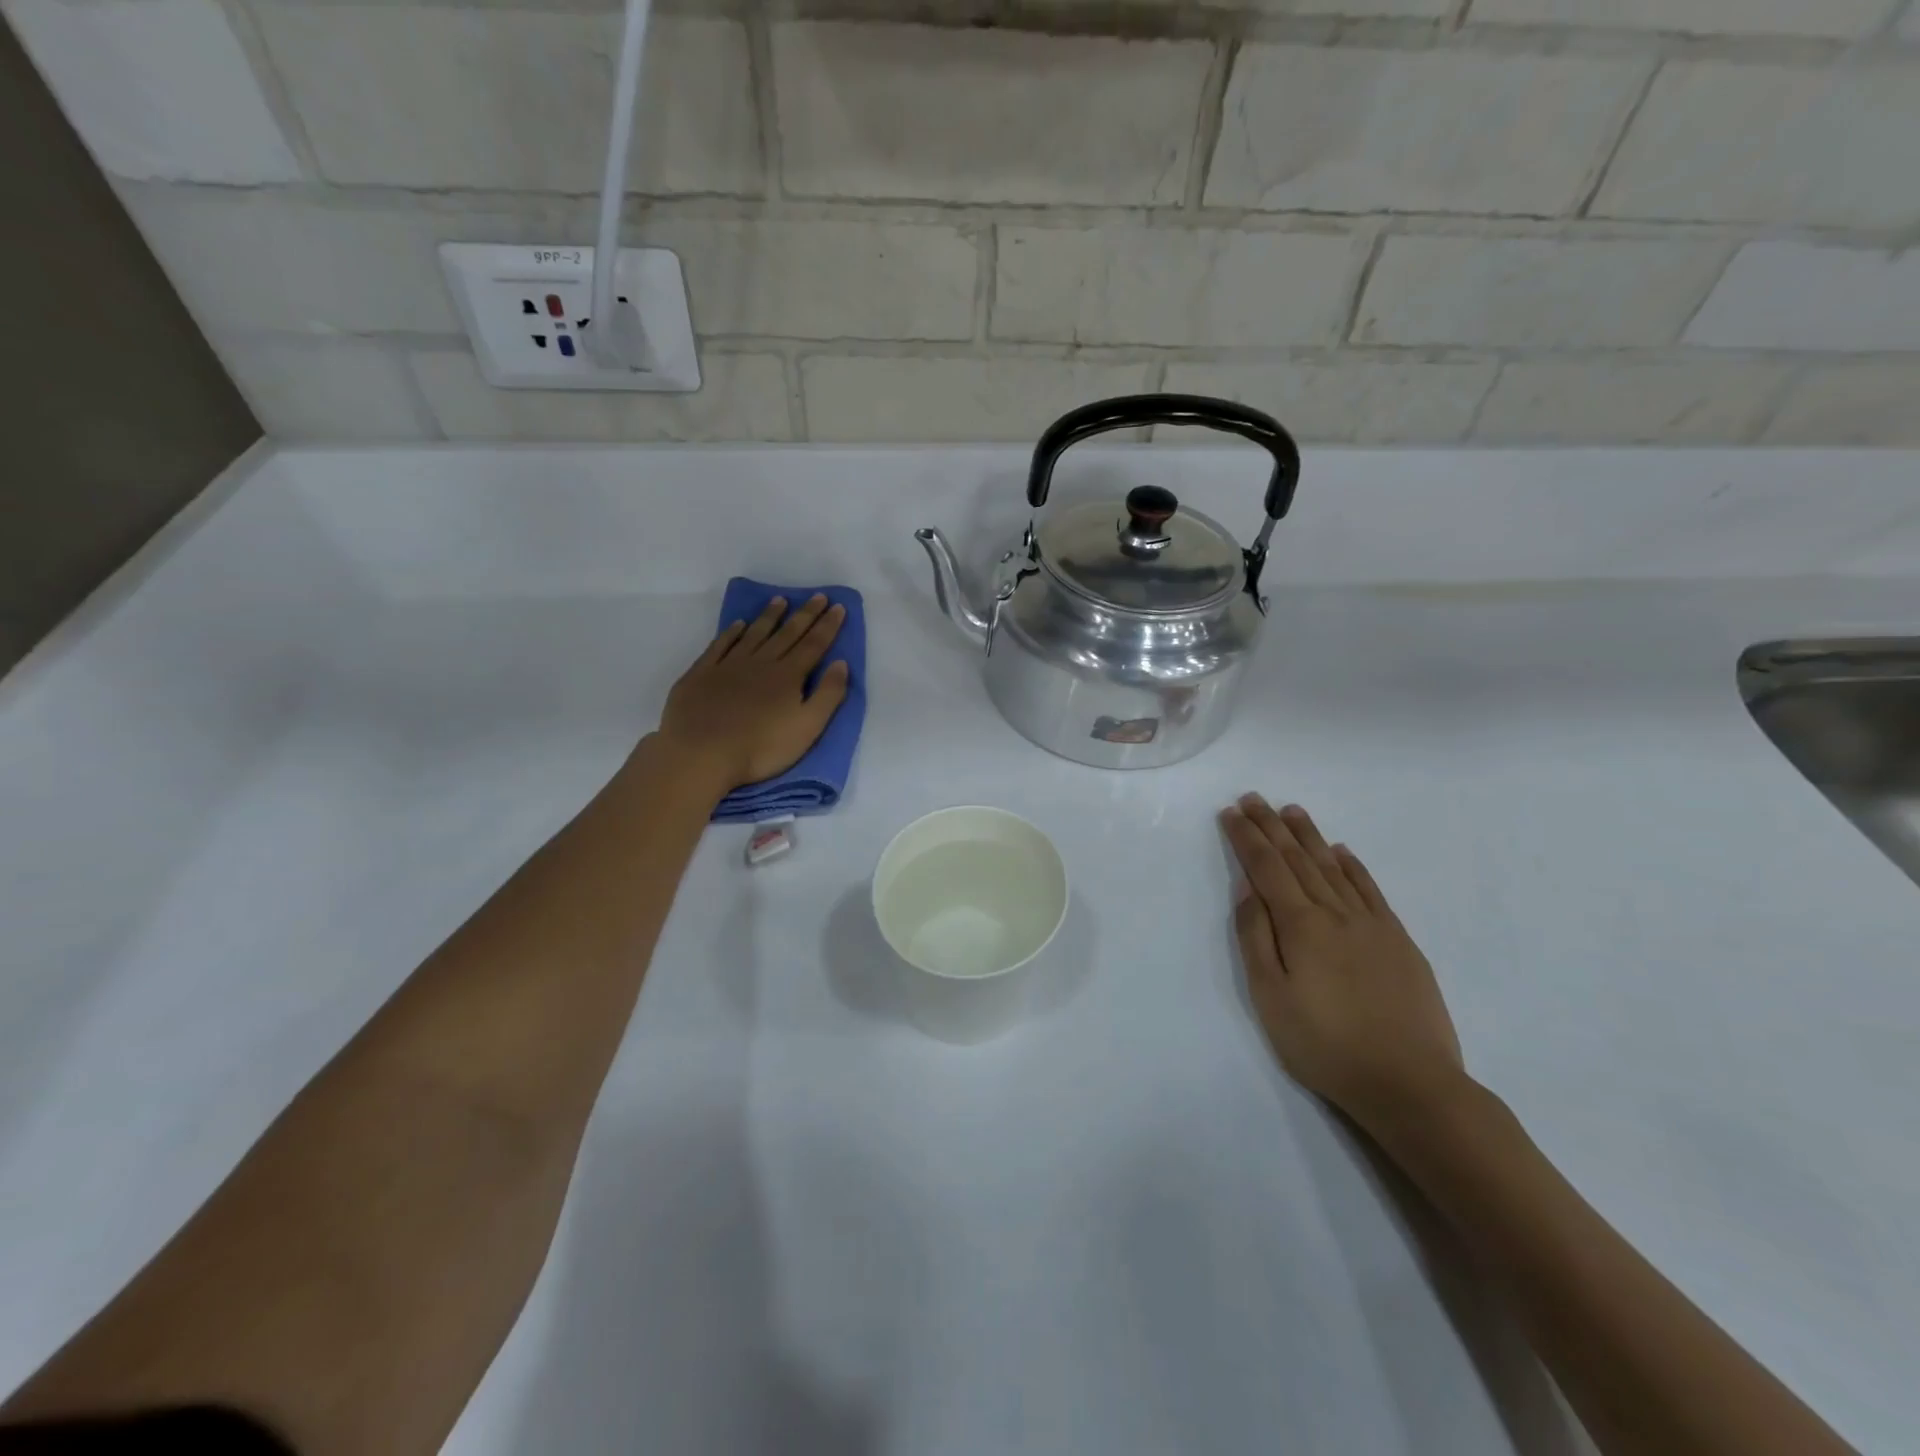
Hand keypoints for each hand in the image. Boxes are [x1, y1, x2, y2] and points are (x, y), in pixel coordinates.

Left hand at [657, 594, 850, 792]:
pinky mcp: (702, 673)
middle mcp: (761, 663)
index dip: (828, 626)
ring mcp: (729, 665)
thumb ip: (828, 695)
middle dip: (805, 614)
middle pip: (787, 634)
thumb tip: (841, 663)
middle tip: (817, 595)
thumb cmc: (761, 747)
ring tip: (780, 600)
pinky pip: (720, 645)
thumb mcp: (808, 728)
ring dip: (769, 616)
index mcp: (788, 676)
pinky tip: (738, 624)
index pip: (814, 645)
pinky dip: (731, 632)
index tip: (838, 606)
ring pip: (754, 634)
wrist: (702, 753)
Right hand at [1220, 794, 1465, 1132]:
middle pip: (1298, 859)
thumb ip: (1256, 937)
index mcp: (1301, 925)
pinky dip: (1353, 866)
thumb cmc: (1324, 1044)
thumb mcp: (1271, 996)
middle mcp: (1335, 913)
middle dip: (1272, 827)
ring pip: (1333, 867)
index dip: (1246, 838)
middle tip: (1254, 798)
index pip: (1267, 868)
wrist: (1409, 1083)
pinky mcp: (1399, 941)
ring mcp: (1372, 924)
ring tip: (1292, 811)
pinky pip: (1370, 889)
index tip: (1231, 812)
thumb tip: (1248, 888)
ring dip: (1309, 836)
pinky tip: (1342, 852)